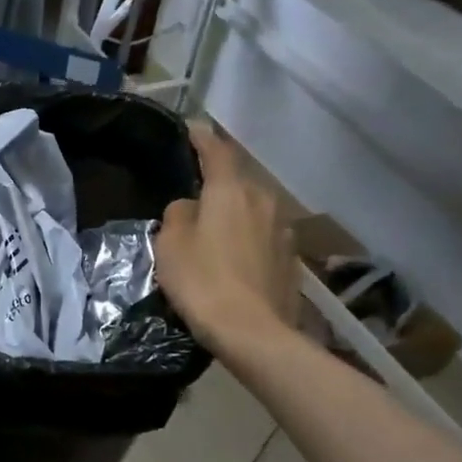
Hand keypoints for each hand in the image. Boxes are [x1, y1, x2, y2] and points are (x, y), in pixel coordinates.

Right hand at [154, 122, 298, 353]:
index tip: (191, 128)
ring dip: (235, 212)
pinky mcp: (291, 258)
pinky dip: (247, 238)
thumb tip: (191, 207)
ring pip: (253, 209)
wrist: (253, 332)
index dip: (202, 138)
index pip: (216, 150)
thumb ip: (178, 214)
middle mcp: (263, 200)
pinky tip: (233, 258)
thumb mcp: (170, 244)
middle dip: (218, 182)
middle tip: (195, 192)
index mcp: (231, 191)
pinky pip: (263, 236)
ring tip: (214, 229)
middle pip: (238, 180)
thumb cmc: (203, 281)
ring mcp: (282, 230)